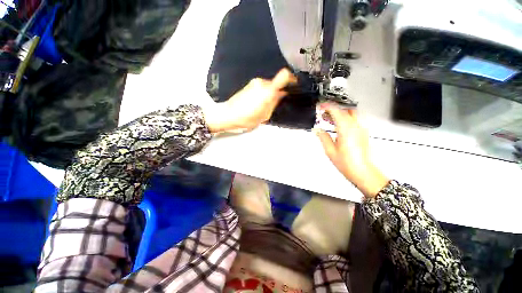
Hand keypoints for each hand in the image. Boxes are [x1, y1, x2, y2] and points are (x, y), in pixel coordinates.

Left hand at [204, 68, 295, 132]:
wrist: (228, 114)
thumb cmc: (246, 118)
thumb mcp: (264, 116)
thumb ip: (274, 104)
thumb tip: (281, 95)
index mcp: (267, 91)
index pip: (284, 76)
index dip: (292, 79)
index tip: (294, 85)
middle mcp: (261, 83)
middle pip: (276, 83)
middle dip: (278, 92)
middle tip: (274, 104)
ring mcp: (254, 82)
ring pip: (269, 85)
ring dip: (270, 93)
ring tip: (264, 106)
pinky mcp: (249, 84)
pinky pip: (262, 87)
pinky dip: (264, 93)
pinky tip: (258, 103)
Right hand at [315, 103, 388, 197]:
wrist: (362, 171)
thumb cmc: (347, 163)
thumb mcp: (330, 150)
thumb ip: (323, 137)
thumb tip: (318, 130)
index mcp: (346, 129)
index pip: (336, 111)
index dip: (327, 106)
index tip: (320, 106)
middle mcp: (355, 127)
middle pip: (345, 110)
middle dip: (333, 109)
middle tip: (323, 113)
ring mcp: (360, 129)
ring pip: (350, 114)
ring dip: (339, 113)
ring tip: (328, 119)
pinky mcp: (362, 133)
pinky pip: (353, 120)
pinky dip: (344, 119)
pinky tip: (337, 126)